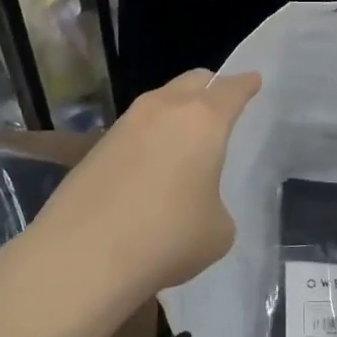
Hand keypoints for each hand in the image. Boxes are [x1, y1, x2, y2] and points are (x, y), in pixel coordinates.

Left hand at [24, 69, 261, 306]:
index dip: (246, 84)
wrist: (82, 256)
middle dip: (211, 88)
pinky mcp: (96, 147)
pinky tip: (150, 169)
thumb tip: (197, 203)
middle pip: (193, 81)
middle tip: (221, 106)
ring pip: (160, 102)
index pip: (232, 89)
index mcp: (203, 120)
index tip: (254, 80)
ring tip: (184, 142)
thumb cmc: (167, 237)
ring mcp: (125, 124)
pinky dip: (149, 138)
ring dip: (176, 112)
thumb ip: (216, 204)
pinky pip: (135, 129)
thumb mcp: (217, 231)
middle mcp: (164, 109)